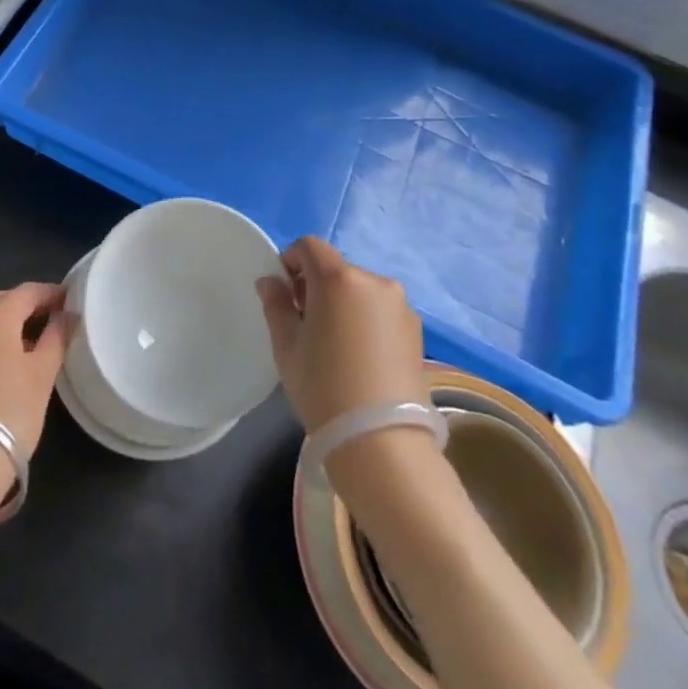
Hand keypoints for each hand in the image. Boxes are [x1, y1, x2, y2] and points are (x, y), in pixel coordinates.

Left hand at [0, 282, 70, 466]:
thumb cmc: (11, 411)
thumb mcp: (43, 373)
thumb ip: (57, 337)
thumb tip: (67, 315)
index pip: (27, 291)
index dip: (50, 293)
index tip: (70, 301)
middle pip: (1, 301)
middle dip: (26, 305)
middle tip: (51, 318)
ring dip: (6, 322)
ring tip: (31, 341)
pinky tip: (5, 361)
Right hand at [257, 236, 427, 432]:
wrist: (383, 442)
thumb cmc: (324, 387)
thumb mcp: (287, 346)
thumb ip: (276, 304)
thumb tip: (271, 281)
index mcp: (338, 278)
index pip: (309, 246)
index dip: (291, 262)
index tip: (286, 294)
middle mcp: (373, 281)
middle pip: (336, 268)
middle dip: (317, 286)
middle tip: (307, 324)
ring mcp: (400, 304)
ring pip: (360, 289)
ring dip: (344, 302)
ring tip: (337, 345)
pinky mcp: (416, 329)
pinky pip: (381, 309)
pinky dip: (366, 319)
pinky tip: (361, 356)